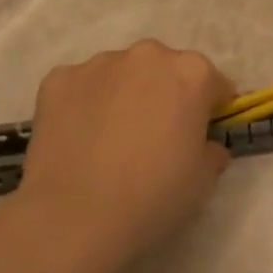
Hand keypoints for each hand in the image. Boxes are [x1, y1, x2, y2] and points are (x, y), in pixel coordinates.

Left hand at [8, 39, 234, 272]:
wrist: (75, 217)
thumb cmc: (154, 196)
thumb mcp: (204, 179)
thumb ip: (211, 150)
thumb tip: (204, 145)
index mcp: (192, 72)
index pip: (214, 85)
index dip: (210, 111)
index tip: (200, 135)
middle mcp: (148, 55)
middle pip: (165, 71)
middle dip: (165, 95)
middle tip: (155, 138)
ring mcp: (99, 64)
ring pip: (122, 75)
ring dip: (124, 95)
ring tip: (111, 140)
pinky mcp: (58, 80)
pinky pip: (81, 87)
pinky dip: (84, 105)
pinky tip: (80, 141)